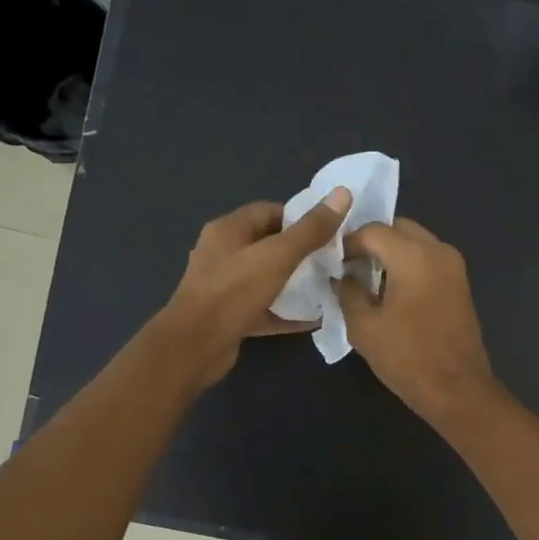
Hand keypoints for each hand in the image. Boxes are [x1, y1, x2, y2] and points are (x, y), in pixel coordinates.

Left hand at [160, 188, 351, 388]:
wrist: (195, 346)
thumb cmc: (234, 292)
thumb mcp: (277, 256)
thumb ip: (311, 229)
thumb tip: (343, 193)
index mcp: (228, 230)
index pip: (269, 211)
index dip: (300, 218)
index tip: (329, 231)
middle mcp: (222, 253)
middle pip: (268, 245)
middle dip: (301, 252)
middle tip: (332, 260)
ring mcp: (224, 286)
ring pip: (266, 278)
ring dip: (294, 283)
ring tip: (327, 287)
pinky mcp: (230, 316)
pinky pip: (264, 308)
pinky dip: (286, 312)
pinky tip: (313, 319)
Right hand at [336, 218, 496, 425]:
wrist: (457, 389)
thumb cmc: (407, 358)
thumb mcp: (364, 327)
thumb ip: (348, 292)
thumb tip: (342, 277)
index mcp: (414, 256)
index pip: (373, 231)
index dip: (347, 243)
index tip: (332, 263)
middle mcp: (438, 251)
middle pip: (398, 228)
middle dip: (372, 242)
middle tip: (350, 267)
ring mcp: (454, 266)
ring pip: (416, 242)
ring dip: (391, 253)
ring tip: (368, 280)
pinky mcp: (460, 283)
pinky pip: (429, 259)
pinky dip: (408, 264)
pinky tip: (392, 291)